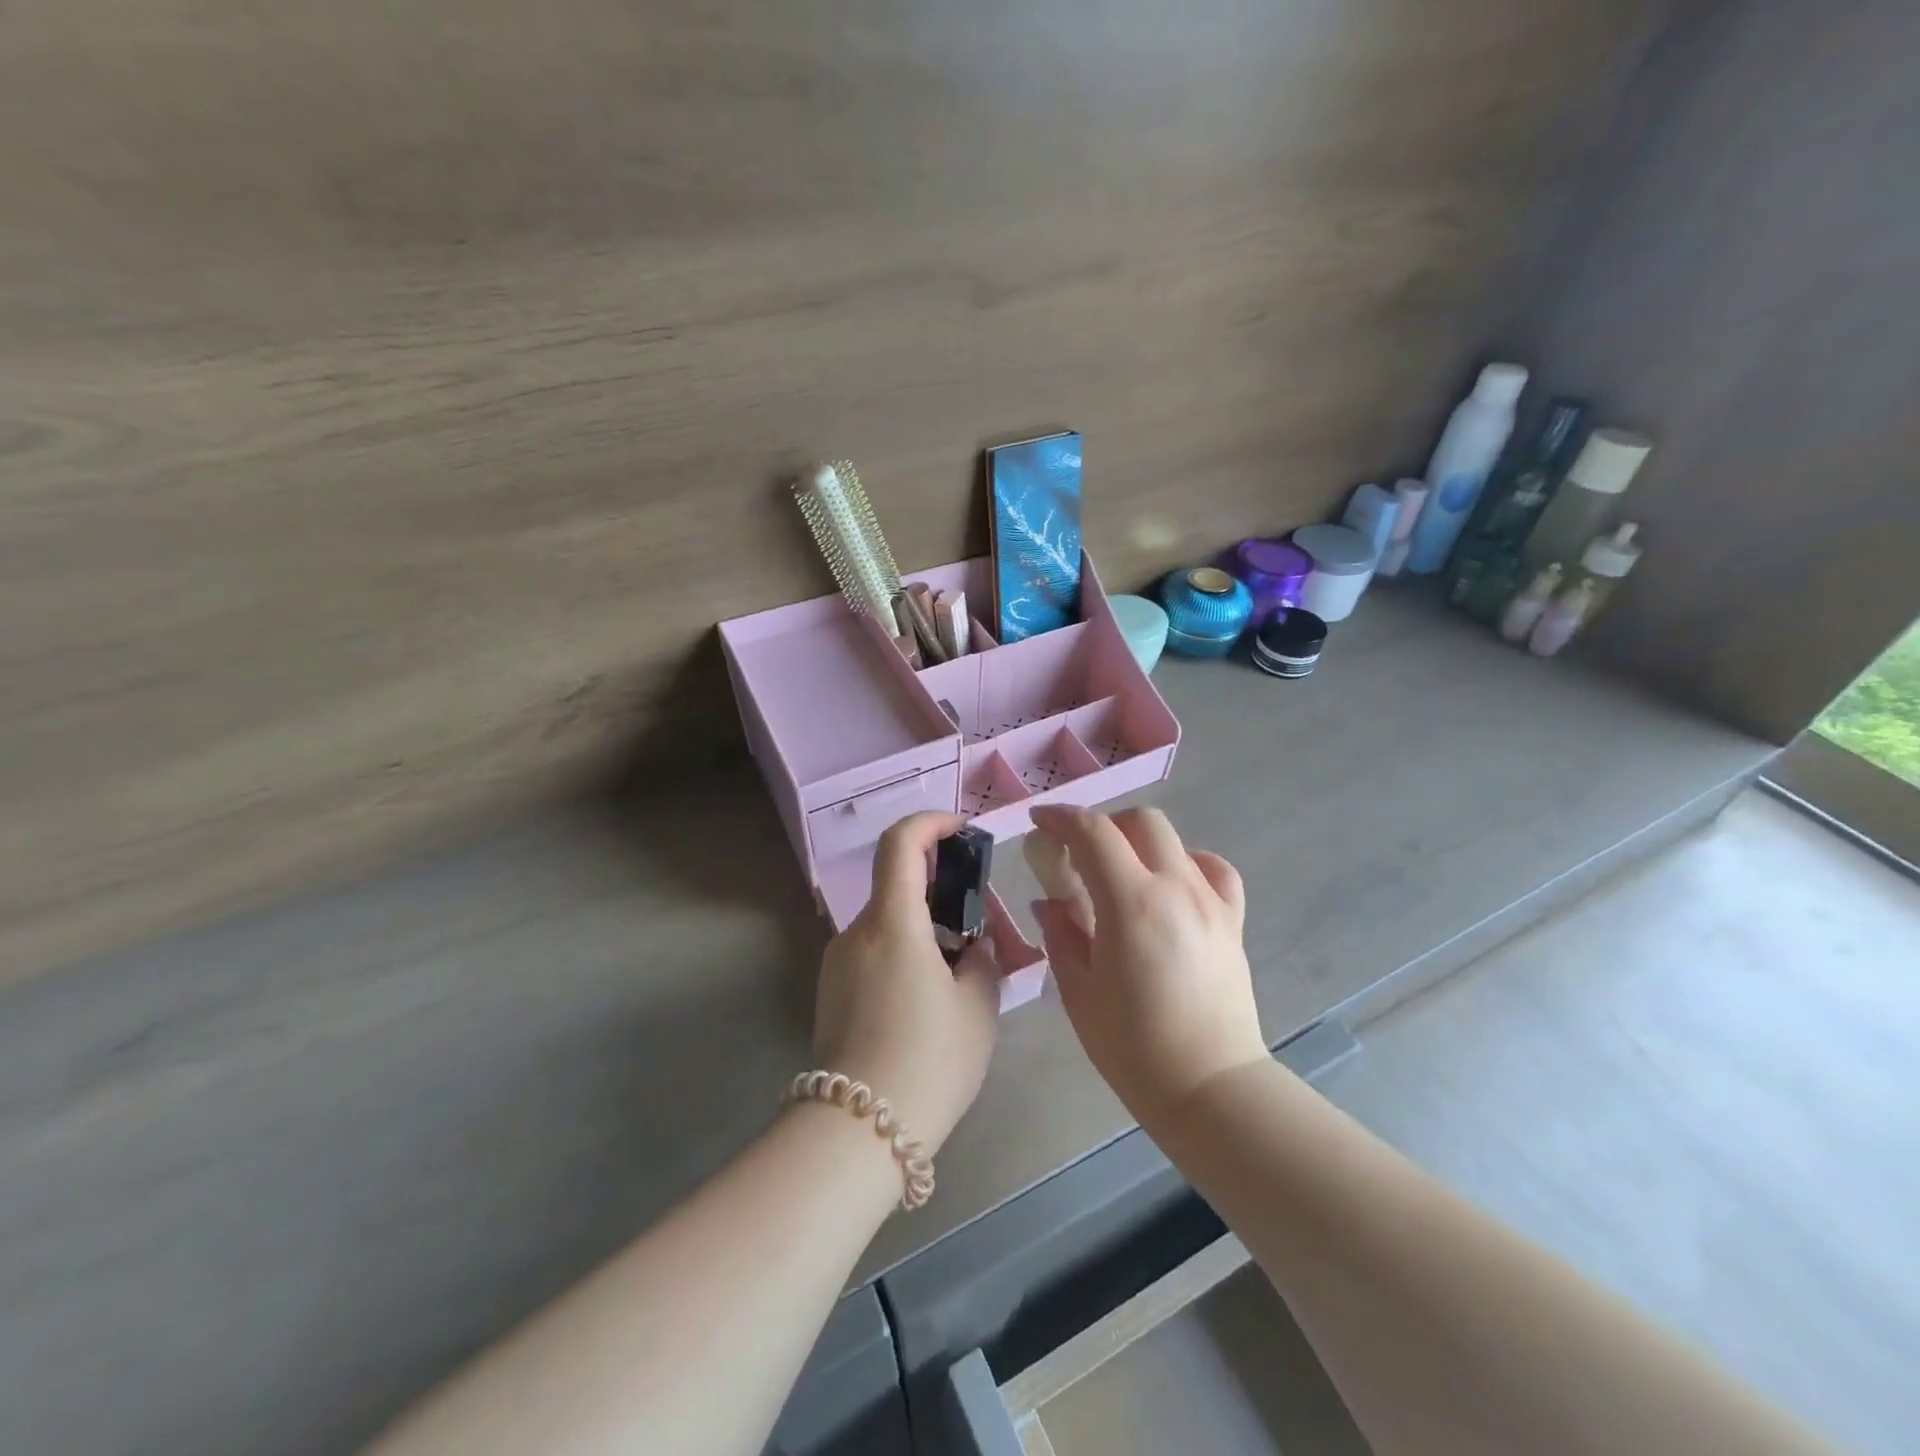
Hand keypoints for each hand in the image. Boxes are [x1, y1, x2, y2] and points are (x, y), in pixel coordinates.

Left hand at [811, 812, 1001, 1153]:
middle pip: (896, 885)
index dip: (931, 823)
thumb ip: (981, 960)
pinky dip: (904, 953)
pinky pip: (873, 953)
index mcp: (892, 922)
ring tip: (960, 970)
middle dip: (939, 888)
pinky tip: (928, 999)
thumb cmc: (929, 1060)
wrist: (858, 1133)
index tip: (961, 831)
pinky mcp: (831, 992)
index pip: (900, 842)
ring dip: (923, 927)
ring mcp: (837, 963)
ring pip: (887, 923)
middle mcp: (856, 932)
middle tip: (978, 918)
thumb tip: (971, 945)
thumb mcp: (978, 1007)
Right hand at [1027, 805, 1267, 1122]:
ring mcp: (1210, 901)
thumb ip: (1061, 934)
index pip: (1093, 833)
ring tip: (1122, 873)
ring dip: (1140, 842)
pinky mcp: (1233, 921)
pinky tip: (1172, 886)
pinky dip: (1188, 864)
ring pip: (1175, 840)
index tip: (1039, 822)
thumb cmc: (1133, 1047)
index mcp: (1131, 903)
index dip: (1061, 818)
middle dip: (1103, 825)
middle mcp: (1175, 888)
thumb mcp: (1078, 991)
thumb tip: (1049, 901)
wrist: (1209, 1087)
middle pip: (1140, 821)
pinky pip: (1214, 870)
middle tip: (1080, 853)